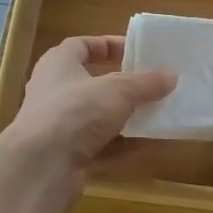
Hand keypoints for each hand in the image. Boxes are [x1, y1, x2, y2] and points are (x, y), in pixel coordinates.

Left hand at [0, 36, 176, 202]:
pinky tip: (143, 146)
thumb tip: (171, 76)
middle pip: (91, 83)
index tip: (136, 52)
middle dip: (122, 86)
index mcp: (58, 64)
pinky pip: (97, 145)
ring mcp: (57, 125)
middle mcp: (54, 91)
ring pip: (96, 117)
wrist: (42, 166)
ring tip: (153, 116)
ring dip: (123, 117)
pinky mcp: (64, 155)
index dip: (108, 45)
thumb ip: (146, 83)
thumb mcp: (118, 90)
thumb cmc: (76, 112)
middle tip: (150, 86)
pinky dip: (118, 145)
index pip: (82, 45)